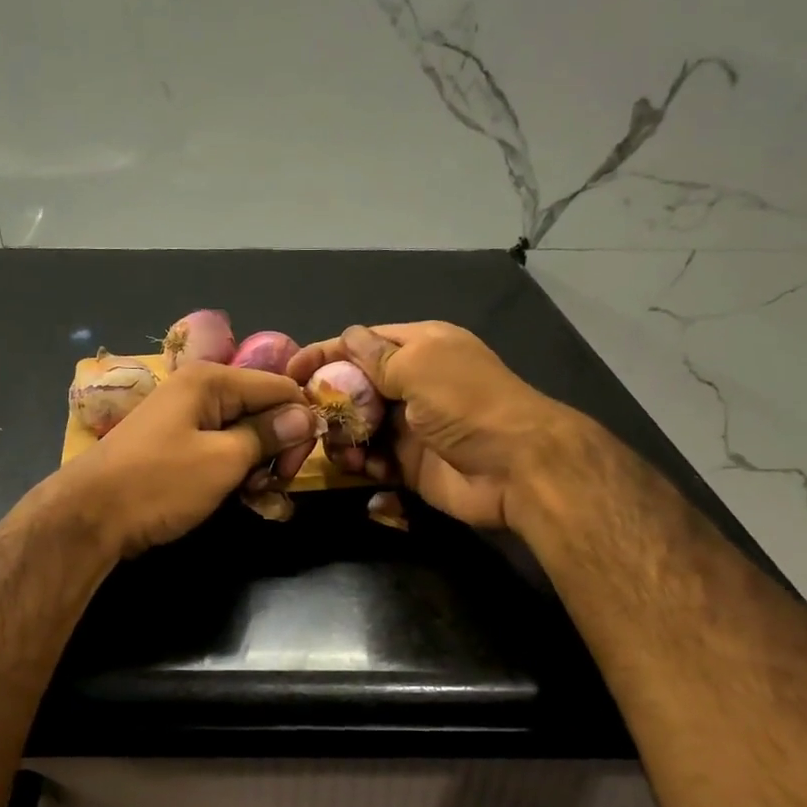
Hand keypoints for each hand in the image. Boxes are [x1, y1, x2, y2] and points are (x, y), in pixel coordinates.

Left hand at [56, 362, 320, 556]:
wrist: (89, 516)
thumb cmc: (159, 483)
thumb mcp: (223, 460)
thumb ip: (268, 435)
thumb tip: (307, 416)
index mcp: (211, 380)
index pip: (280, 387)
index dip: (300, 423)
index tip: (296, 465)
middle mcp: (199, 390)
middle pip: (263, 409)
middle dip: (277, 447)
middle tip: (273, 485)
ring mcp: (185, 418)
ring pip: (244, 433)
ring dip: (257, 464)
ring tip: (252, 496)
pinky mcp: (177, 445)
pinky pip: (221, 449)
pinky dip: (235, 471)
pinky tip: (238, 497)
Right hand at [287, 322, 586, 531]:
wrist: (517, 468)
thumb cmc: (467, 405)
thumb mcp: (420, 367)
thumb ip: (377, 357)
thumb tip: (346, 337)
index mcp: (420, 348)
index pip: (362, 343)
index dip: (326, 353)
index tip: (290, 371)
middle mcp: (413, 384)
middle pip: (356, 387)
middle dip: (329, 401)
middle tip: (308, 418)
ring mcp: (412, 425)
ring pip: (359, 426)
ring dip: (342, 436)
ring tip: (339, 448)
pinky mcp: (411, 464)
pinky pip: (374, 460)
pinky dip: (362, 463)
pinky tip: (362, 468)